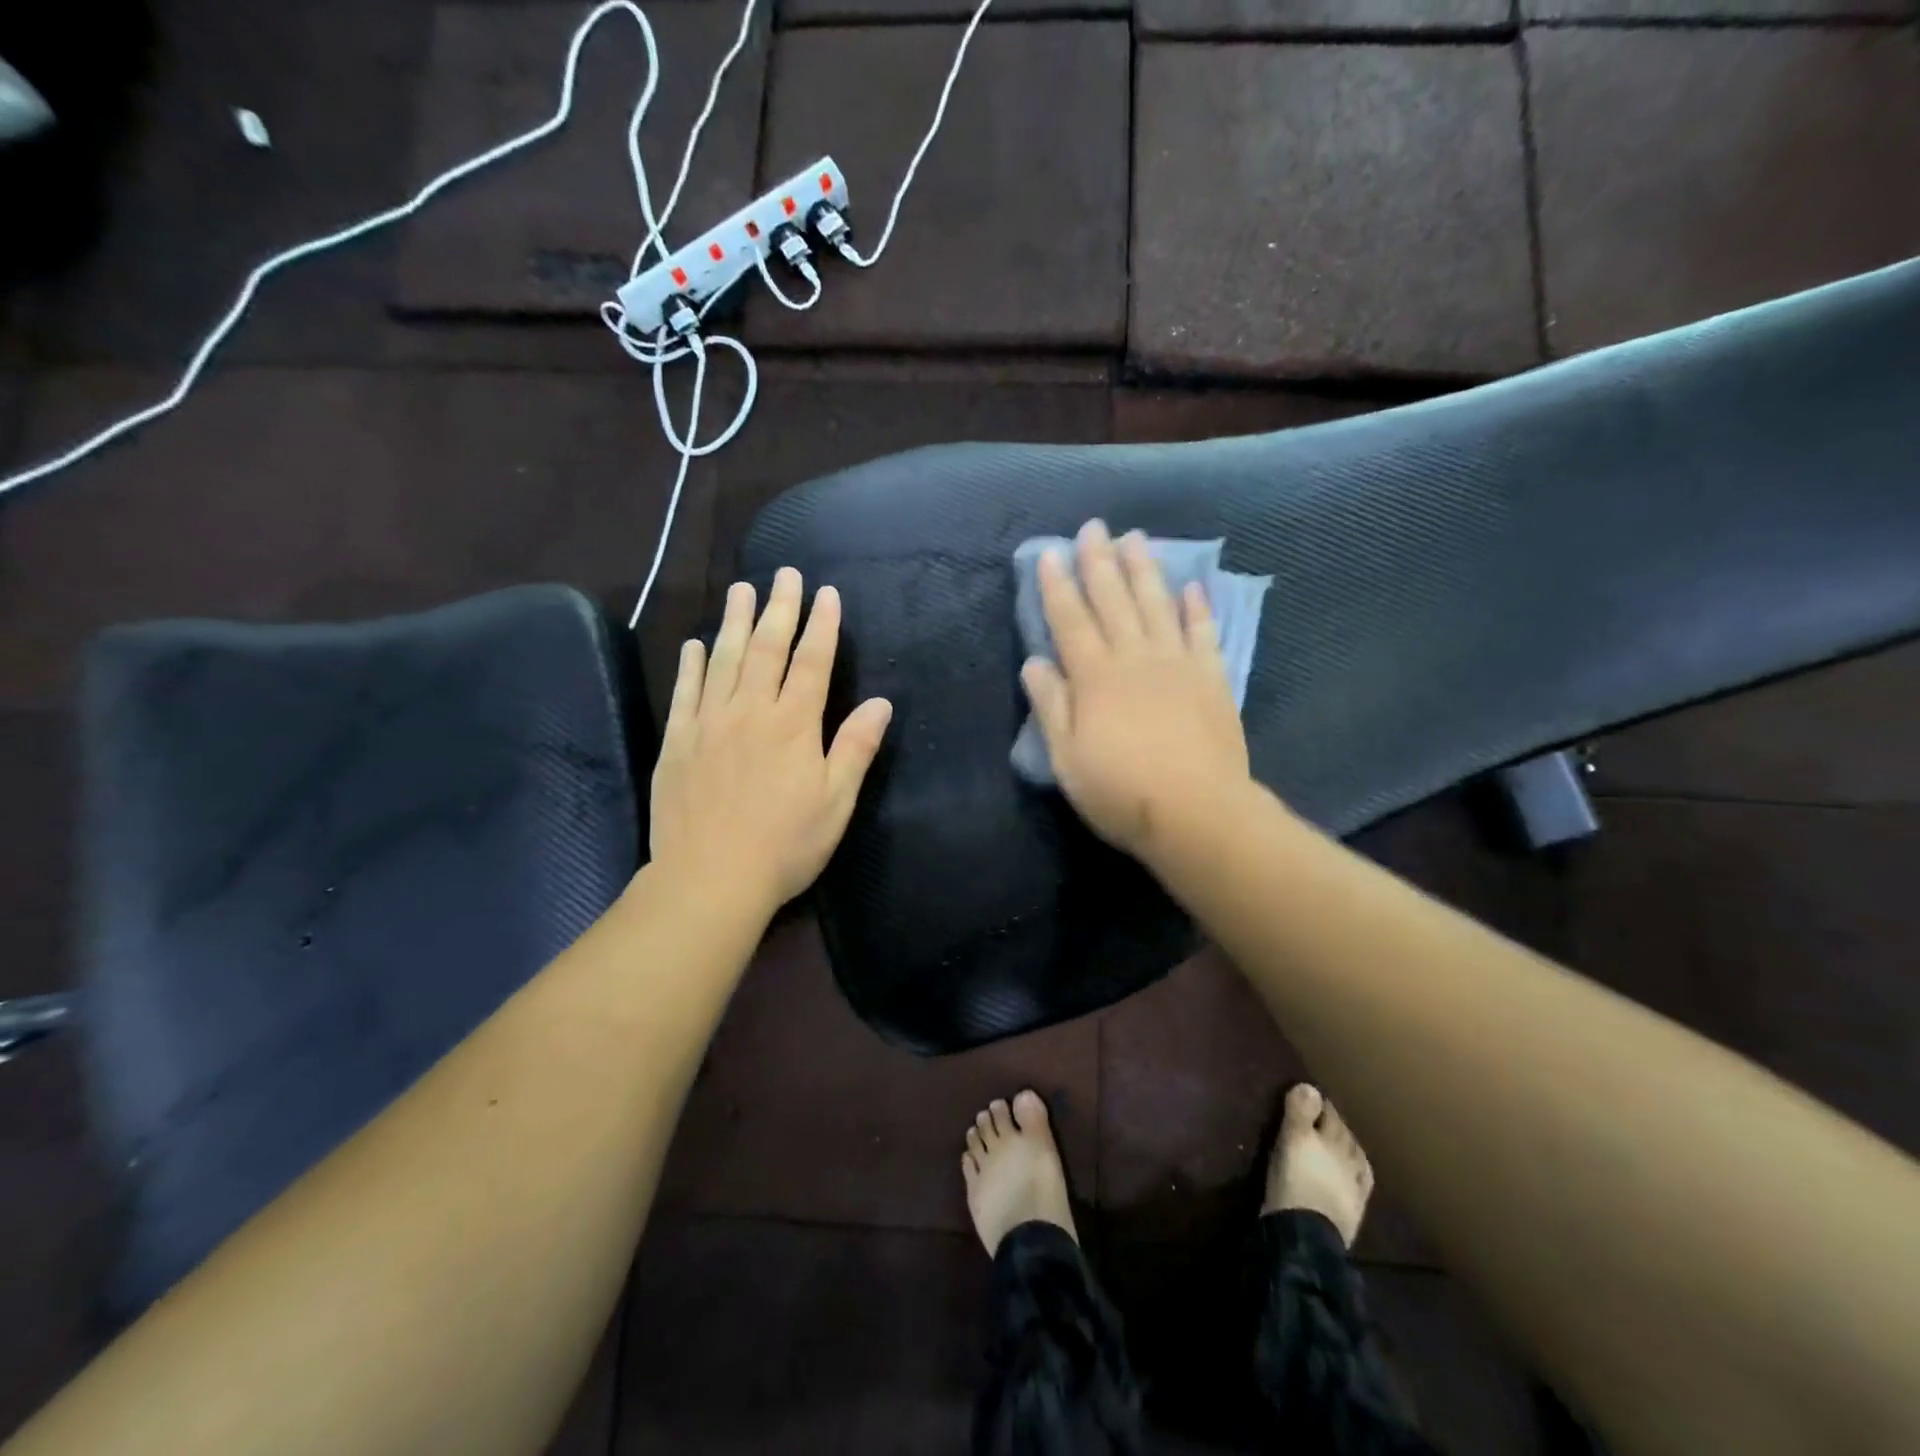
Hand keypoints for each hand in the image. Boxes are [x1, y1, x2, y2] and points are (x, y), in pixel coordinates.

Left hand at [650, 568, 892, 914]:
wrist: (710, 878)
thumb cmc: (785, 844)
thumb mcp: (836, 801)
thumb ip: (856, 747)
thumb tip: (882, 703)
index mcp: (794, 725)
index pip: (812, 663)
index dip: (822, 627)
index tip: (826, 594)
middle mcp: (750, 711)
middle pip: (767, 649)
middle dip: (780, 608)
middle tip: (785, 573)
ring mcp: (709, 723)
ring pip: (724, 660)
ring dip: (736, 622)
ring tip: (742, 589)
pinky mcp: (678, 742)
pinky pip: (685, 692)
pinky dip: (692, 664)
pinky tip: (696, 644)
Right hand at [1021, 520, 1251, 862]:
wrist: (1197, 813)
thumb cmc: (1120, 791)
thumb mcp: (1067, 758)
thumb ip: (1052, 706)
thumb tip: (1035, 662)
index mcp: (1095, 677)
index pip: (1070, 620)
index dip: (1058, 586)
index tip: (1050, 552)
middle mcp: (1135, 658)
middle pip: (1114, 601)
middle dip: (1099, 562)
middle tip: (1094, 527)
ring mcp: (1177, 664)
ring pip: (1157, 605)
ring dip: (1144, 570)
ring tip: (1136, 538)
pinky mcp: (1212, 678)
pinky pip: (1203, 633)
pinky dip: (1197, 608)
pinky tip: (1192, 586)